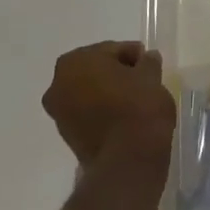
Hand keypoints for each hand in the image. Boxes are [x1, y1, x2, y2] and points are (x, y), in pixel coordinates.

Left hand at [42, 42, 175, 169]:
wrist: (128, 159)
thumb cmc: (138, 106)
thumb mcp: (151, 76)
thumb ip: (148, 62)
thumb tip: (147, 58)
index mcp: (76, 61)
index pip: (111, 50)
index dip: (133, 55)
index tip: (149, 63)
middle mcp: (58, 83)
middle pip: (95, 70)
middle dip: (116, 72)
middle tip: (142, 79)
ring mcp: (59, 112)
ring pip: (88, 92)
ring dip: (107, 92)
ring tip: (134, 100)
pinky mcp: (67, 137)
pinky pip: (87, 114)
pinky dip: (102, 111)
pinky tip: (123, 116)